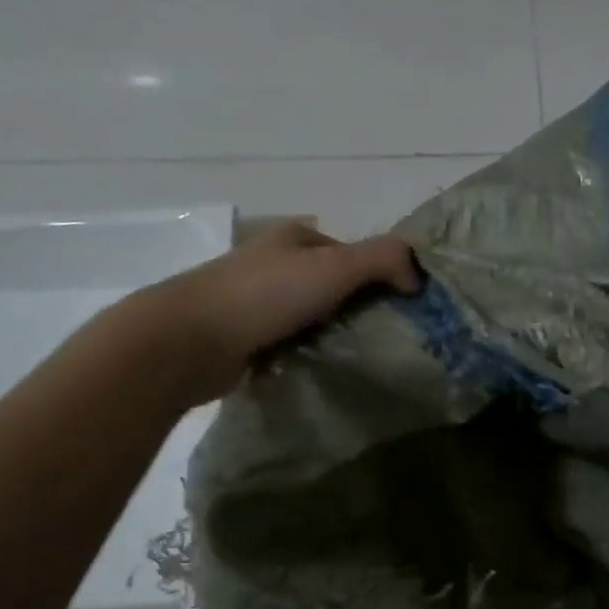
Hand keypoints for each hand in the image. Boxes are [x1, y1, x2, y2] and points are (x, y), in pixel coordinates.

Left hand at [126, 221, 421, 403]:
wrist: (189, 340)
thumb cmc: (266, 294)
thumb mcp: (336, 266)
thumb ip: (385, 259)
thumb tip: (418, 278)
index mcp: (294, 238)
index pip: (351, 253)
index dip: (378, 276)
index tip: (399, 308)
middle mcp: (273, 263)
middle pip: (331, 286)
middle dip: (356, 309)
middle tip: (383, 338)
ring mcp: (254, 301)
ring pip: (310, 317)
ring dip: (331, 335)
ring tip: (356, 359)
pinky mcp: (243, 337)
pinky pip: (288, 344)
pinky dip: (304, 355)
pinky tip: (319, 370)